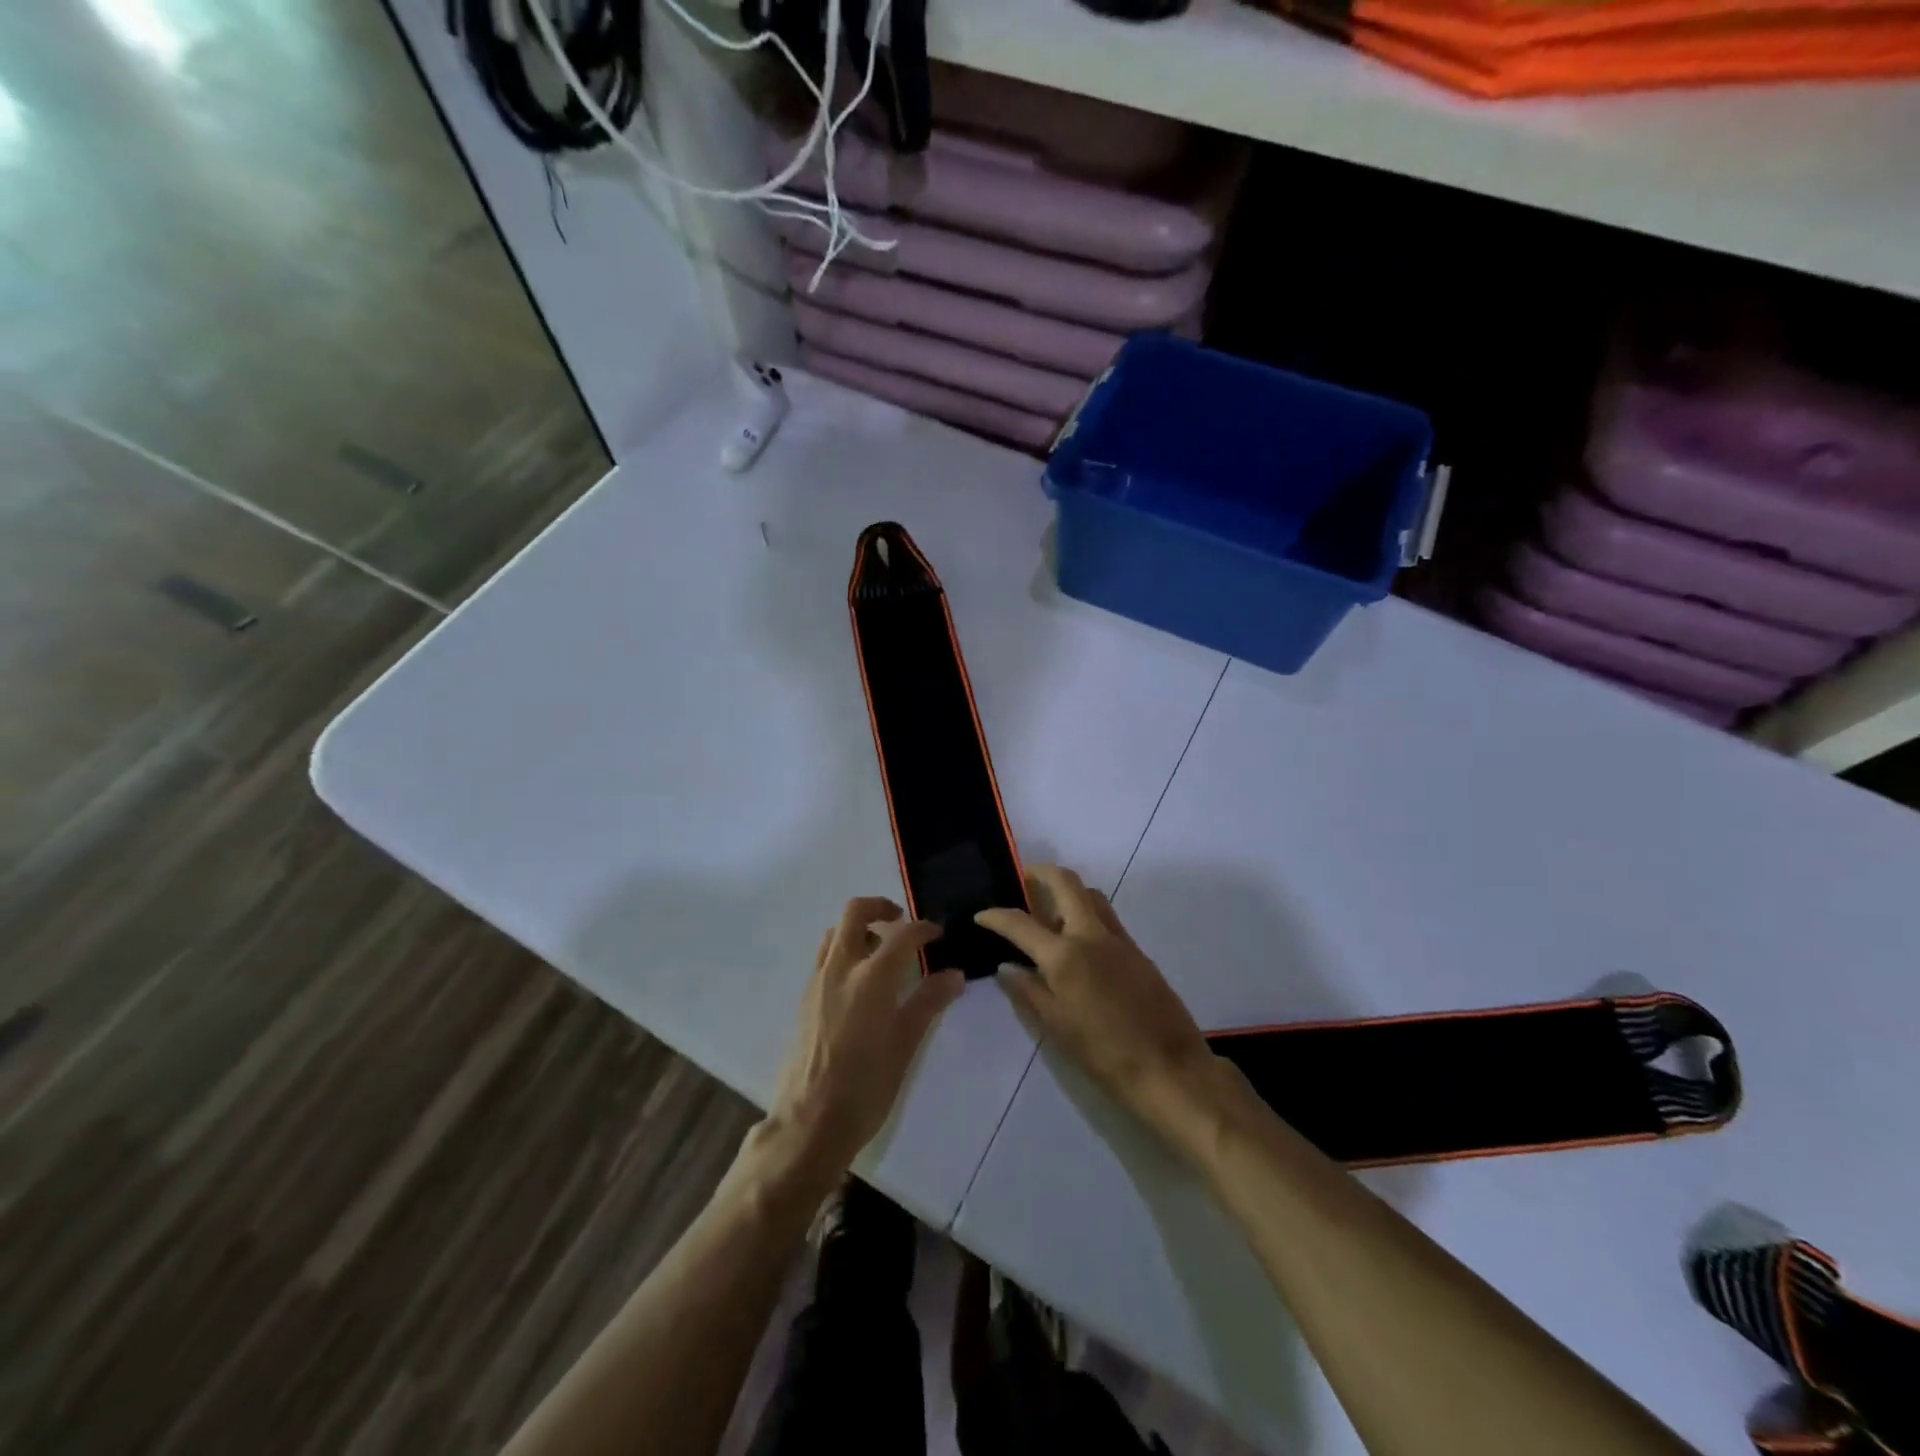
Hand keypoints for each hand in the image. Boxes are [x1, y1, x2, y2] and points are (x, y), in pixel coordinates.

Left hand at [765, 897, 965, 1182]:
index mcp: (871, 978)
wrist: (810, 1122)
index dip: (923, 928)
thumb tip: (954, 975)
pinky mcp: (805, 998)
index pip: (902, 935)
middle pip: (855, 912)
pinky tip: (861, 981)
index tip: (938, 934)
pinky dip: (845, 950)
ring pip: (836, 932)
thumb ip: (929, 1002)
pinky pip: (825, 956)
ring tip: (881, 951)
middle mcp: (841, 968)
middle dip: (881, 907)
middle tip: (902, 923)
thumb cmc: (866, 1087)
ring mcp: (818, 981)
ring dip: (859, 928)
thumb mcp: (906, 1045)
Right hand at [978, 866, 1232, 1160]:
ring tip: (1051, 914)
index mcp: (1065, 956)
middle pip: (1067, 883)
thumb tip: (1006, 967)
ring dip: (1069, 892)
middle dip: (1042, 873)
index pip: (1021, 923)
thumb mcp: (1057, 1028)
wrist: (1170, 1070)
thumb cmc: (1105, 1055)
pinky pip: (1108, 919)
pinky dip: (1088, 915)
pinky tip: (1079, 944)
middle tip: (1025, 879)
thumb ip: (1028, 992)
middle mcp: (1091, 936)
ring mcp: (1120, 940)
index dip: (996, 916)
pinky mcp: (1139, 952)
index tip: (981, 915)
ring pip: (1092, 896)